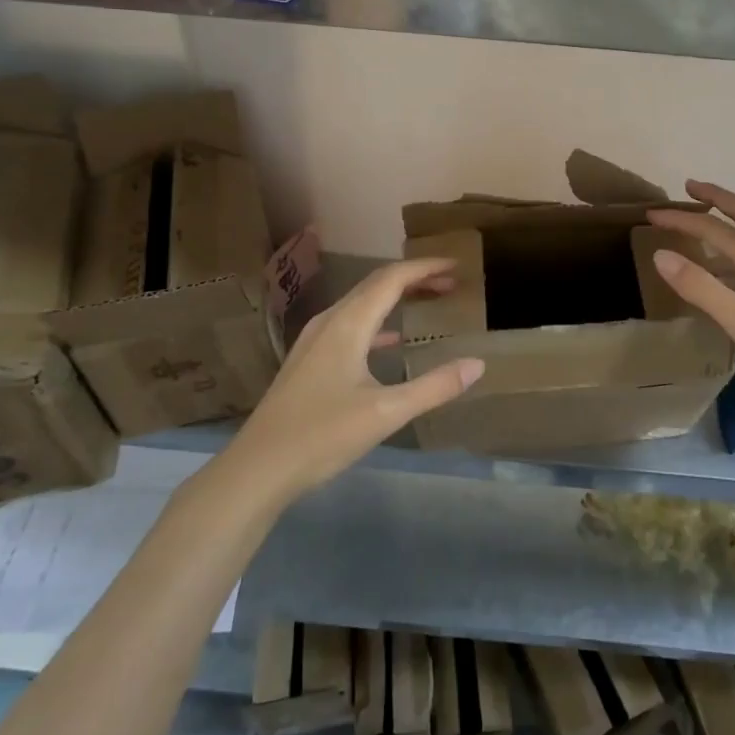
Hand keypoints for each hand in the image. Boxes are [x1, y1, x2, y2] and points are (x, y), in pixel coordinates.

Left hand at [226, 257, 485, 505]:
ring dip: (395, 297)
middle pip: (376, 285)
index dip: (425, 268)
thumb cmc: (322, 435)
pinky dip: (378, 322)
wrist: (257, 468)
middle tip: (450, 283)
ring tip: (426, 301)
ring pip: (361, 304)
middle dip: (414, 279)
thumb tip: (477, 364)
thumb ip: (434, 387)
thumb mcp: (386, 413)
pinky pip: (350, 325)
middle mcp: (330, 322)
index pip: (392, 279)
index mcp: (348, 324)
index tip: (456, 266)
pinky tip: (391, 342)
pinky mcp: (309, 361)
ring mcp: (314, 341)